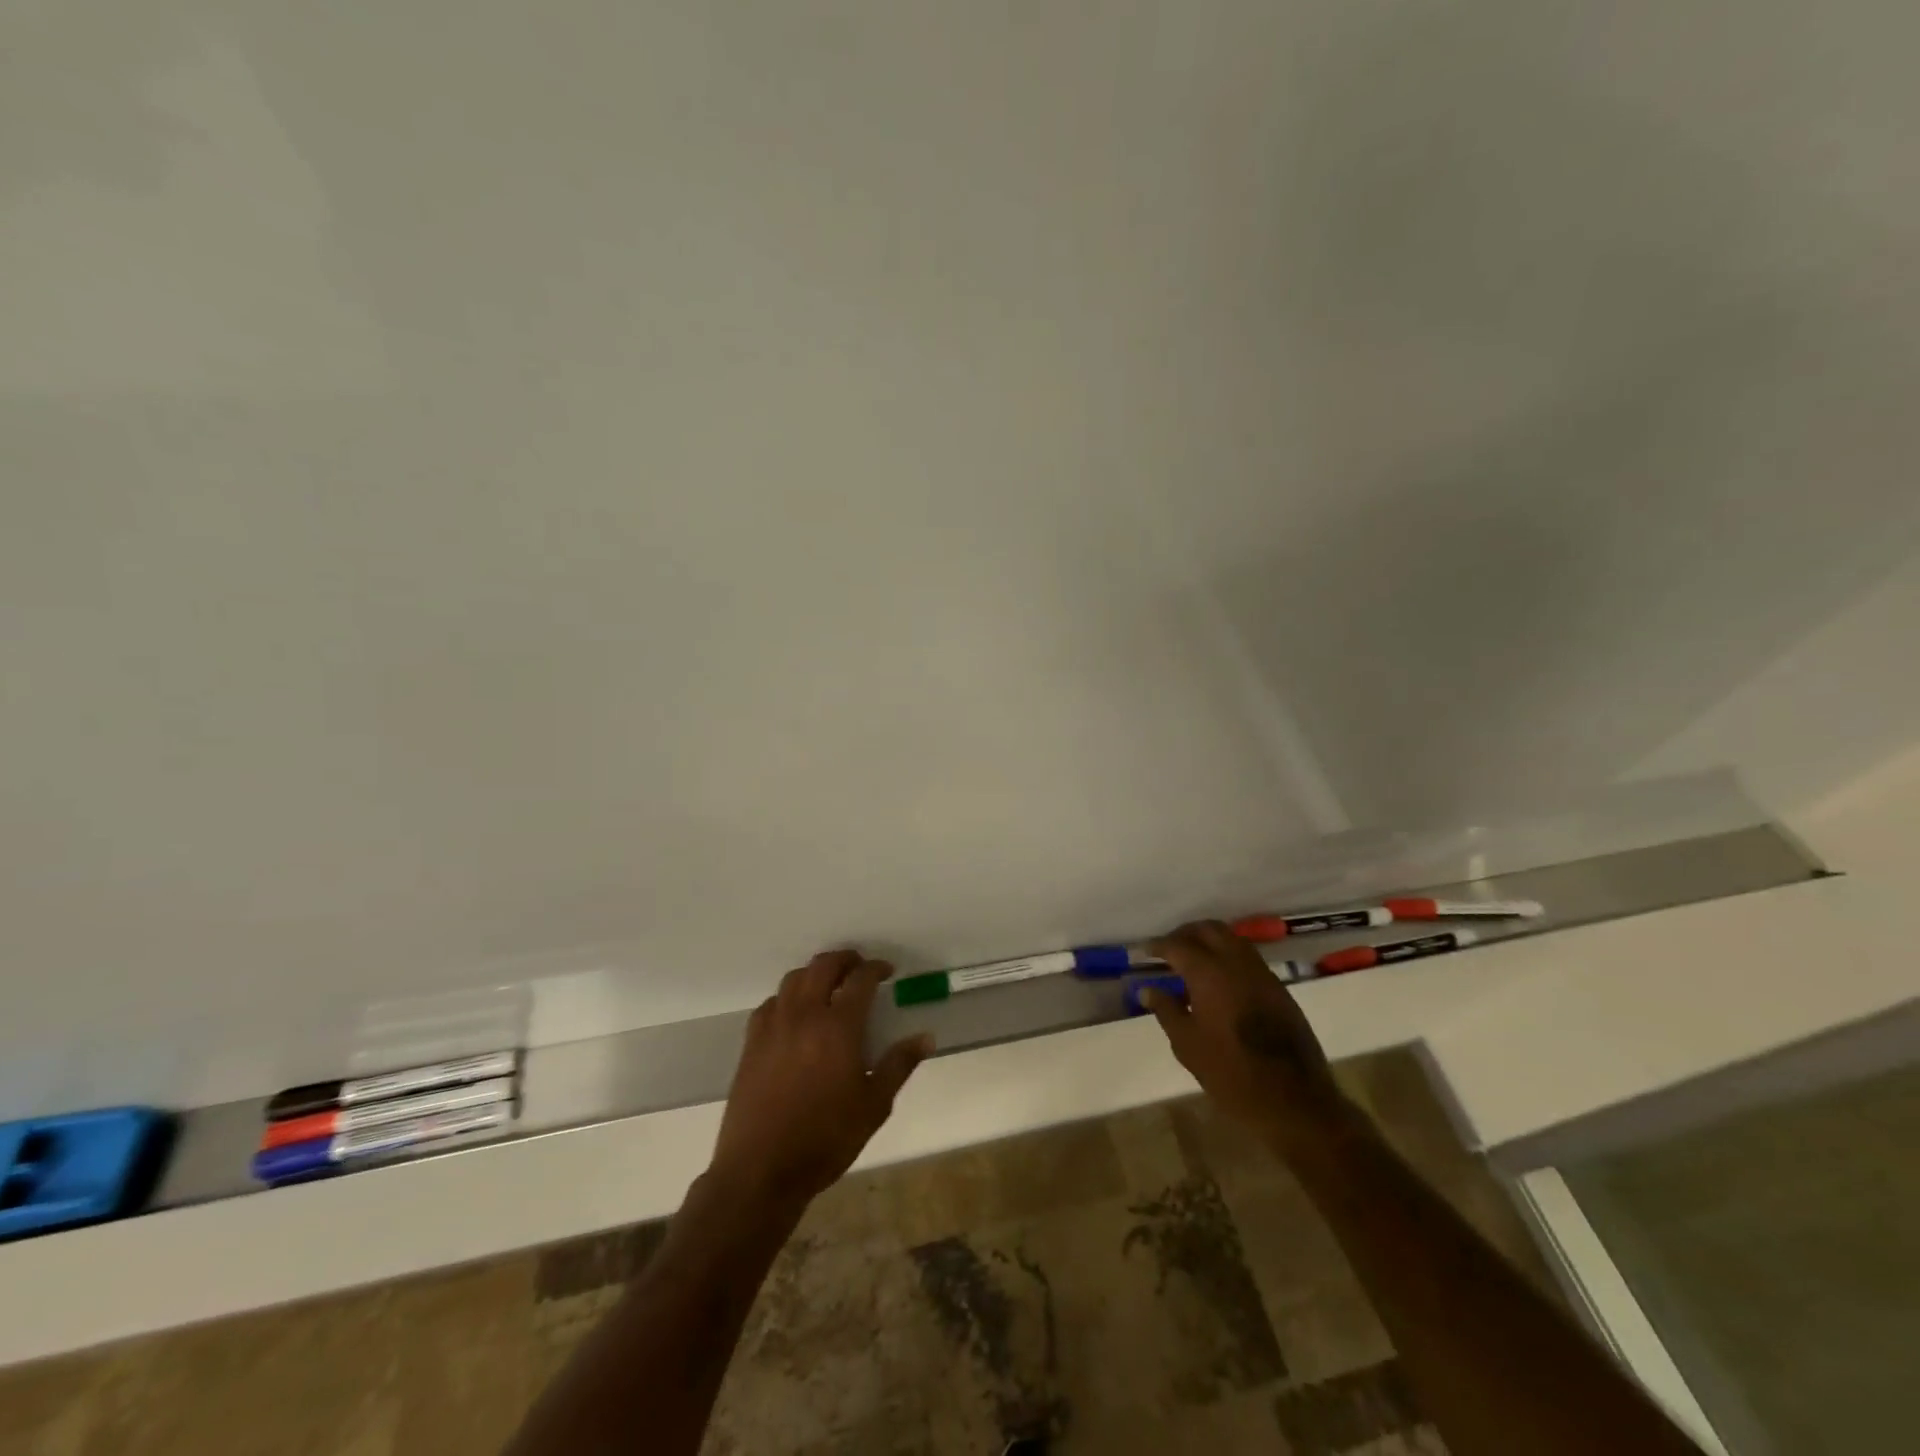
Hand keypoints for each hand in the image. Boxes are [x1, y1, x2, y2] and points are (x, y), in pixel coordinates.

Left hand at [709, 949, 932, 1208]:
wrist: (761, 1170)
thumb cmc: (825, 1139)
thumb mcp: (874, 1106)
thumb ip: (899, 1065)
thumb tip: (926, 1037)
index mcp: (838, 1028)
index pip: (860, 980)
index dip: (876, 968)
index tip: (887, 971)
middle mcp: (805, 1016)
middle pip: (823, 966)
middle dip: (845, 959)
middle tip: (859, 967)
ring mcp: (774, 1026)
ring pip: (794, 979)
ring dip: (815, 973)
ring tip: (828, 985)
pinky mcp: (751, 1043)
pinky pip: (770, 1003)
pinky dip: (787, 997)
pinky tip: (794, 1014)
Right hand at [1139, 920, 1346, 1146]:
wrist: (1293, 1099)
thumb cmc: (1230, 1073)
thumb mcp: (1187, 1044)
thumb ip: (1166, 1010)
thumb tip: (1147, 989)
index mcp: (1209, 973)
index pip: (1177, 945)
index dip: (1157, 946)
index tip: (1143, 952)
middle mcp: (1236, 963)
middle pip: (1208, 929)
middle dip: (1185, 933)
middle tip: (1168, 950)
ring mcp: (1262, 973)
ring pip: (1232, 939)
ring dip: (1209, 941)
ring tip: (1192, 962)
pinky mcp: (1278, 988)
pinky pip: (1248, 958)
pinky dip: (1228, 956)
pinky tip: (1219, 981)